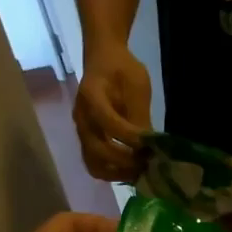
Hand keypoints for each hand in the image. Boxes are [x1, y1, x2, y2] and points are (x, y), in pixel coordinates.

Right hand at [73, 46, 151, 181]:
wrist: (103, 58)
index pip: (107, 122)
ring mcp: (81, 131)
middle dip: (125, 161)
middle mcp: (81, 117)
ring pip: (94, 164)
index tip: (149, 143)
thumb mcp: (137, 85)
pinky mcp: (86, 140)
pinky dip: (113, 172)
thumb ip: (140, 116)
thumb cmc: (122, 69)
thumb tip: (150, 146)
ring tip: (140, 171)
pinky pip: (95, 164)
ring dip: (118, 173)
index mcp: (91, 96)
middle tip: (147, 163)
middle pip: (97, 151)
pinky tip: (131, 170)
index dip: (129, 137)